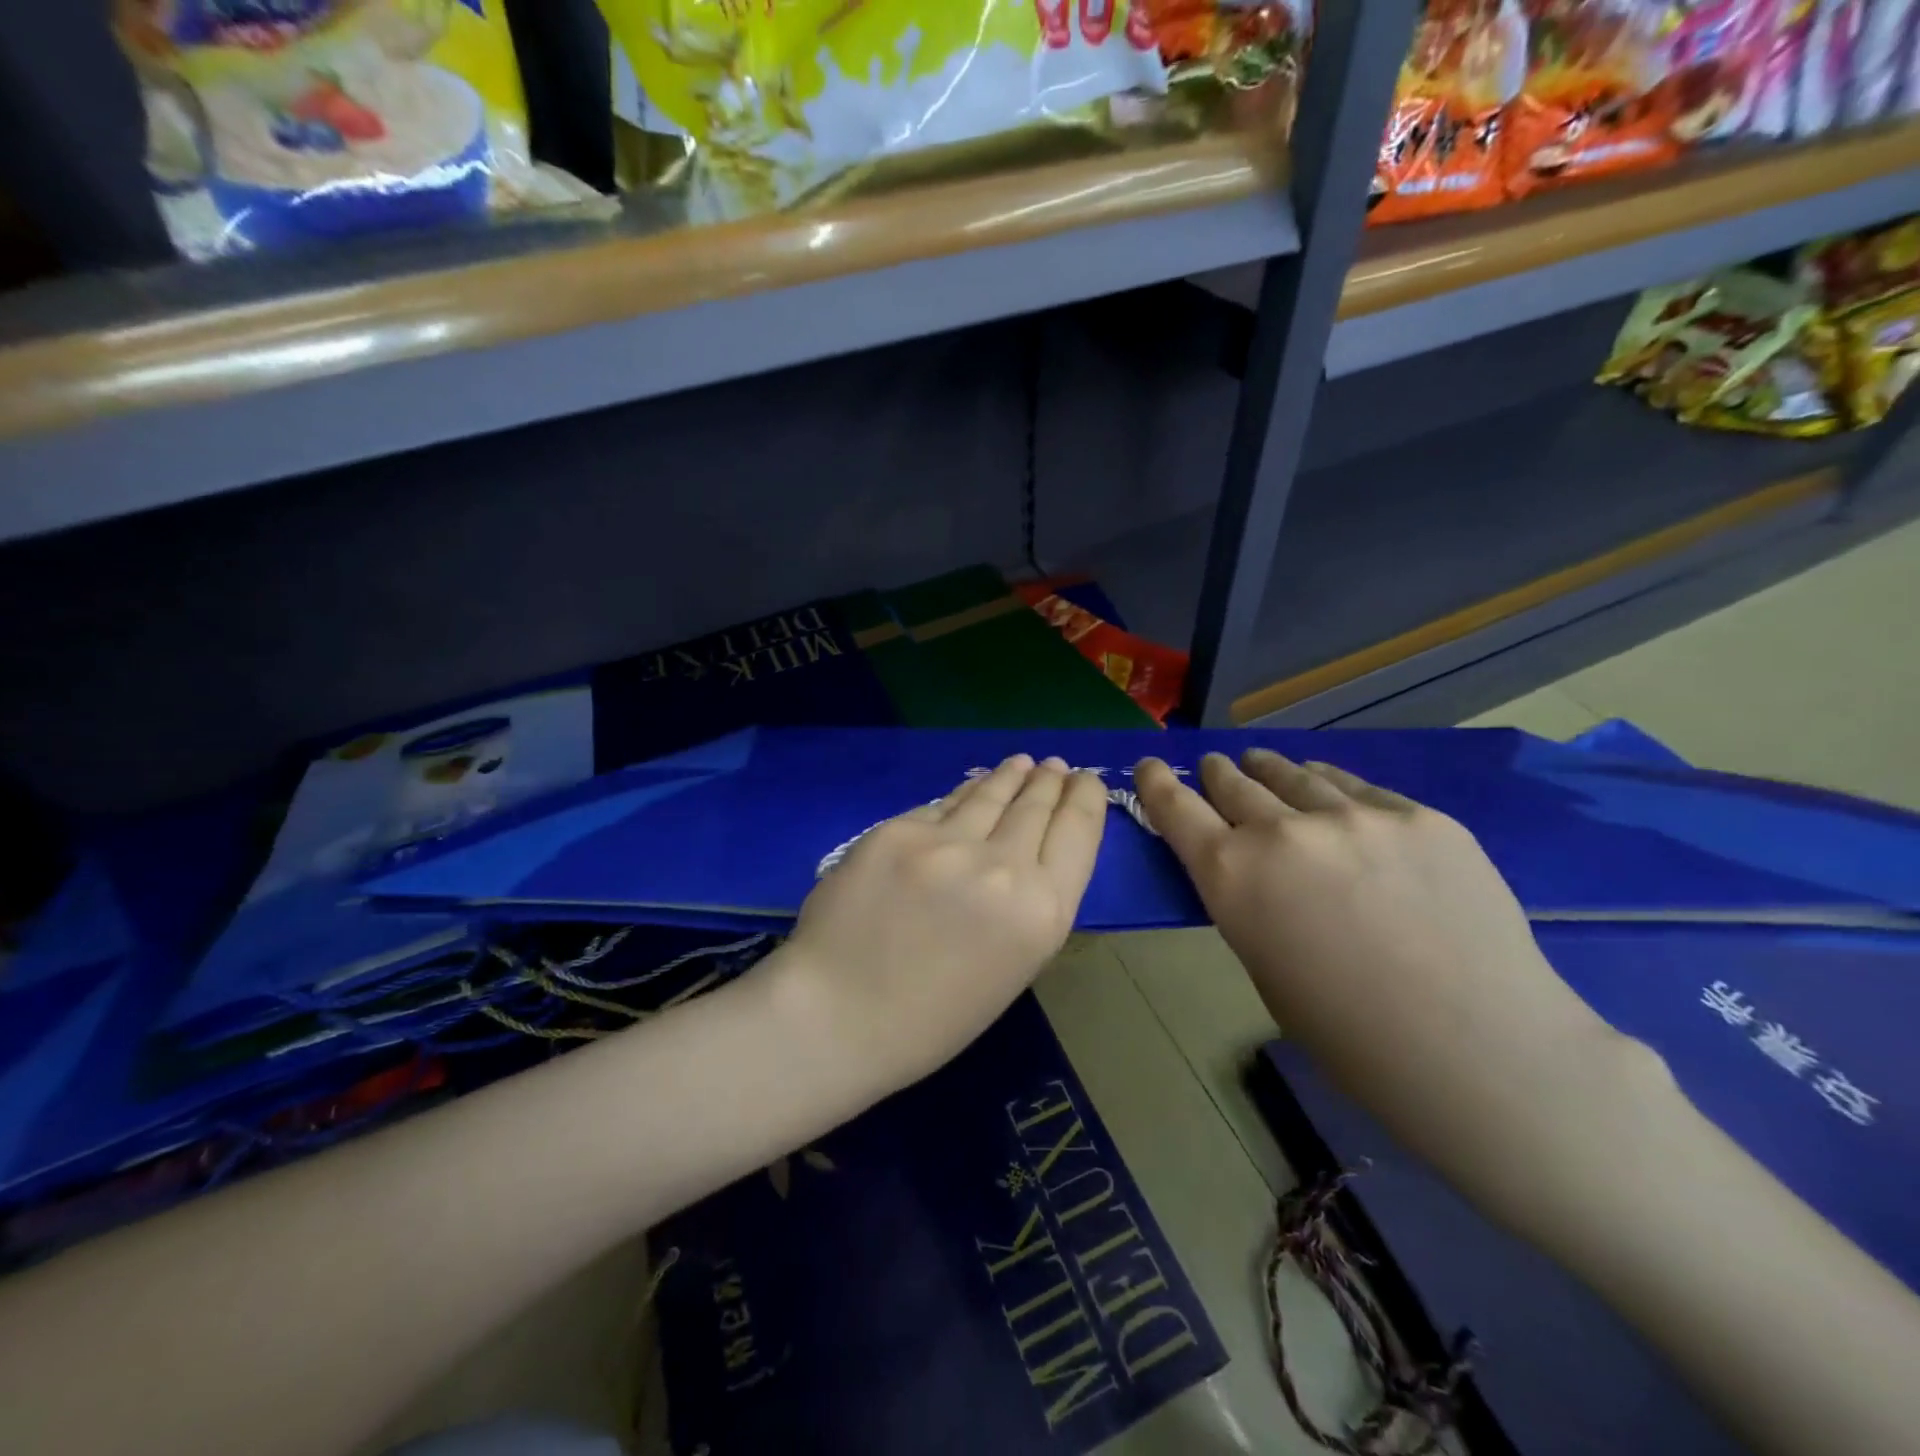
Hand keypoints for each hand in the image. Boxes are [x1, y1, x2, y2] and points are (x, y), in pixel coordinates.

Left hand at [776, 755, 1108, 1096]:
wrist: (836, 1017)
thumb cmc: (931, 1020)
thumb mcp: (1010, 969)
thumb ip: (1027, 905)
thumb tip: (1026, 852)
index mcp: (1041, 912)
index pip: (1078, 832)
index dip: (1086, 799)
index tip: (1087, 781)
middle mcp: (1003, 867)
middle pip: (1036, 806)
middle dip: (1049, 782)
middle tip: (1055, 766)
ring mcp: (946, 843)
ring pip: (989, 794)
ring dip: (1010, 776)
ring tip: (1021, 764)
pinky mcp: (898, 830)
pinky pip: (940, 807)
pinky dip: (961, 796)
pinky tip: (969, 788)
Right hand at [1135, 749, 1644, 1228]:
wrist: (1479, 1049)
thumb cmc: (1349, 1034)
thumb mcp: (1264, 966)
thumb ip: (1249, 903)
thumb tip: (1257, 874)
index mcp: (1232, 876)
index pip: (1175, 809)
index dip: (1156, 783)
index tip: (1149, 766)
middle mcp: (1281, 831)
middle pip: (1233, 783)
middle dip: (1216, 774)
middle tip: (1213, 767)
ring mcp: (1354, 816)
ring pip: (1294, 775)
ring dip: (1269, 770)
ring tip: (1262, 762)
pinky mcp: (1417, 816)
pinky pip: (1357, 789)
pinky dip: (1330, 786)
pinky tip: (1328, 787)